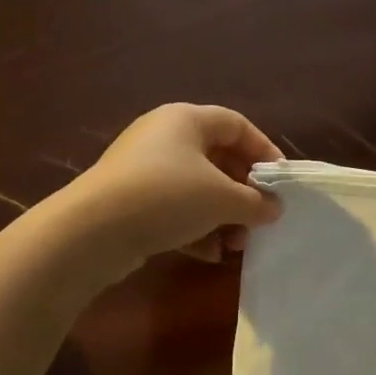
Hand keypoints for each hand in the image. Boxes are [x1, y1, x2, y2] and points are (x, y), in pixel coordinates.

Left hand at [56, 104, 282, 277]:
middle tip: (259, 220)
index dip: (264, 150)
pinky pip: (173, 210)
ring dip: (221, 217)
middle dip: (242, 194)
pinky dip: (195, 229)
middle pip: (217, 160)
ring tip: (236, 245)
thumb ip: (255, 202)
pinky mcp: (131, 201)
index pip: (236, 124)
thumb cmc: (168, 196)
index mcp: (185, 119)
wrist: (95, 229)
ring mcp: (143, 170)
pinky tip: (208, 254)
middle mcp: (163, 137)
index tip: (280, 182)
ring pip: (196, 190)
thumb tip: (274, 208)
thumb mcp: (222, 199)